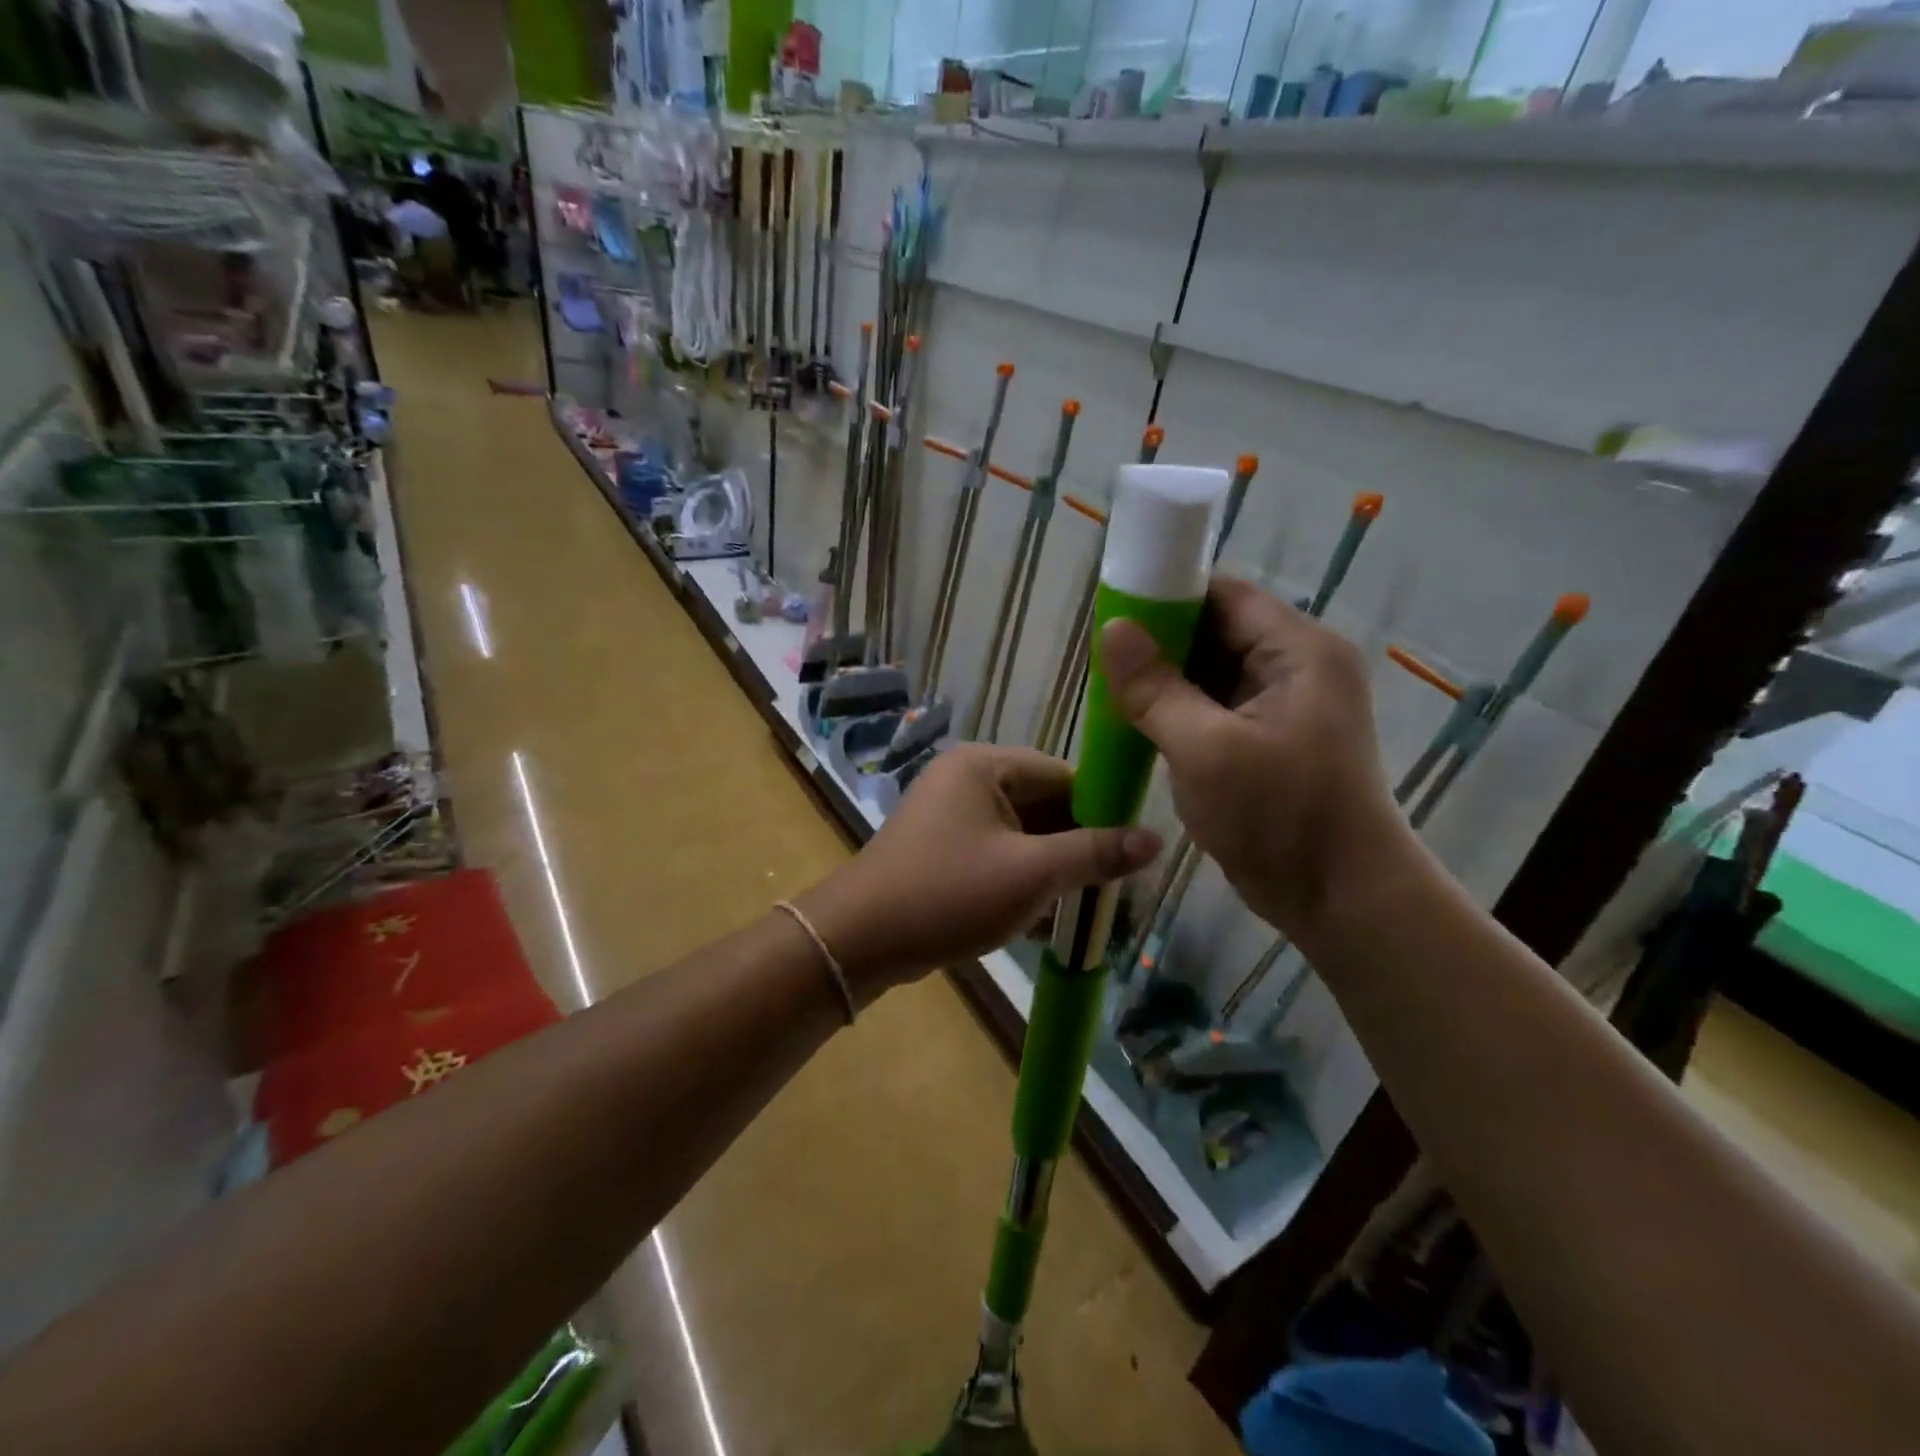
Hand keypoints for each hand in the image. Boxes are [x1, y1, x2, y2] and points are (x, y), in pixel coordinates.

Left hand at [797, 745, 1160, 997]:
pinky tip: (1047, 920)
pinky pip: (996, 855)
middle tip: (1114, 887)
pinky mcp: (941, 849)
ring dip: (1052, 869)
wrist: (860, 940)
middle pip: (1042, 805)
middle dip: (1077, 847)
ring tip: (1088, 908)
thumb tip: (1156, 839)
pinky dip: (1022, 880)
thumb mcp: (1032, 873)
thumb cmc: (949, 893)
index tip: (1132, 850)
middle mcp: (966, 780)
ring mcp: (949, 815)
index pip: (1063, 775)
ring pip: (1021, 835)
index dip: (1101, 810)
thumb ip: (1095, 853)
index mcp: (985, 765)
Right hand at [1099, 577, 1408, 940]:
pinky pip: (1214, 707)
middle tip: (1103, 660)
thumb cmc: (1279, 818)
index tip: (1112, 612)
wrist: (1340, 899)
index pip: (1224, 595)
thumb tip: (1112, 628)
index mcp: (1298, 651)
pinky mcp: (1267, 740)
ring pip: (1210, 672)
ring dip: (1164, 681)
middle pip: (1216, 631)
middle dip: (1159, 644)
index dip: (1167, 596)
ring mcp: (1282, 706)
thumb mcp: (1206, 750)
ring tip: (1111, 690)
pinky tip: (1137, 722)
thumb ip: (1155, 688)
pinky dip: (1177, 711)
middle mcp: (1296, 667)